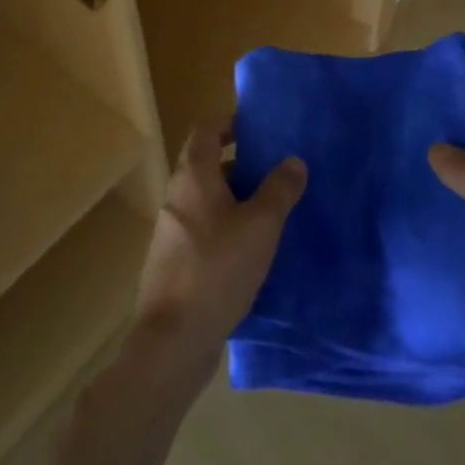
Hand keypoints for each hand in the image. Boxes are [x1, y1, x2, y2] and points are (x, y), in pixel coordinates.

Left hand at [133, 117, 306, 395]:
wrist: (173, 340)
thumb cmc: (217, 269)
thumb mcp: (261, 226)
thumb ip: (279, 190)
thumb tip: (294, 160)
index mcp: (193, 177)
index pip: (206, 131)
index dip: (230, 124)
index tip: (259, 130)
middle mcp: (177, 197)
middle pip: (206, 164)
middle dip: (240, 164)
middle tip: (274, 171)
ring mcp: (171, 232)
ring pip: (205, 200)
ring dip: (234, 199)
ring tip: (270, 211)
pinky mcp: (173, 263)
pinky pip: (202, 230)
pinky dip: (225, 229)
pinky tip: (251, 251)